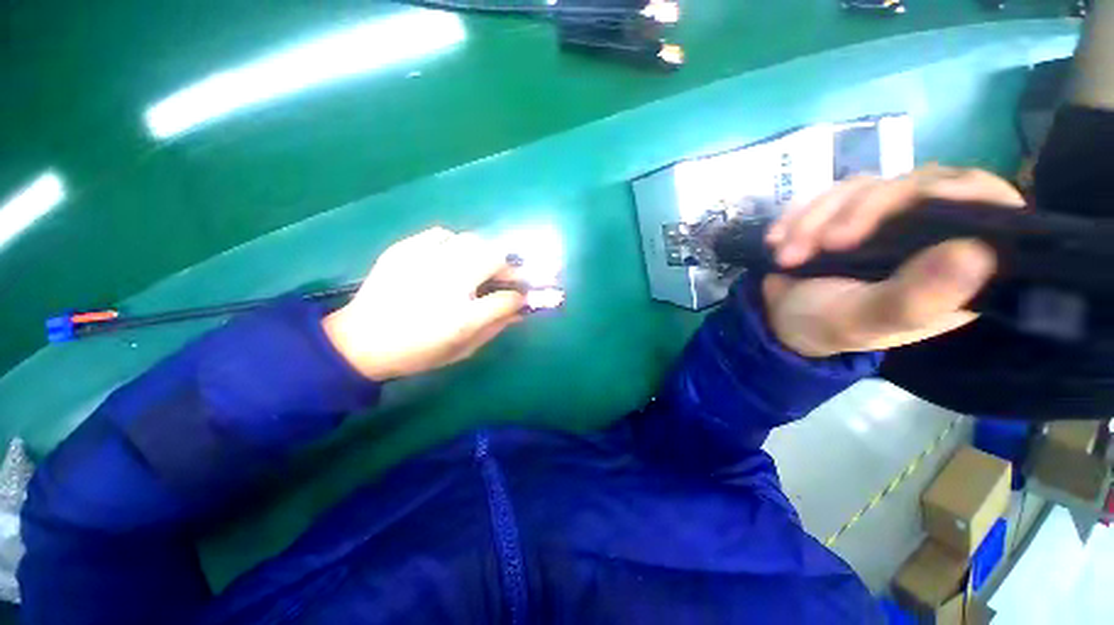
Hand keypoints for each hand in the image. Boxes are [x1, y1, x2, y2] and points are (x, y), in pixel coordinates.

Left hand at [322, 228, 525, 379]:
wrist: (360, 342)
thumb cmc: (418, 351)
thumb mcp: (462, 349)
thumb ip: (495, 327)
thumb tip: (520, 309)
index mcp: (461, 318)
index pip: (508, 298)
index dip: (521, 296)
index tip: (523, 296)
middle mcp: (447, 284)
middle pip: (495, 257)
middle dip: (507, 266)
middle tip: (504, 277)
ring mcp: (424, 262)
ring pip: (471, 240)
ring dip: (483, 253)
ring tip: (476, 266)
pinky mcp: (403, 250)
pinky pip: (440, 234)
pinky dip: (452, 243)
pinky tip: (447, 258)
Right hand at [761, 167, 1024, 357]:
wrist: (779, 317)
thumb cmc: (829, 325)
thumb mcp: (867, 320)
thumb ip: (916, 297)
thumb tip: (977, 254)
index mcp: (954, 264)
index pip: (987, 206)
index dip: (966, 191)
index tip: (929, 196)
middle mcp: (927, 231)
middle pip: (915, 186)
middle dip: (859, 212)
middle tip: (824, 245)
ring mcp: (884, 217)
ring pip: (863, 187)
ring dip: (815, 219)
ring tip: (787, 257)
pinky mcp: (846, 210)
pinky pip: (827, 195)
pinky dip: (797, 216)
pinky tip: (777, 240)